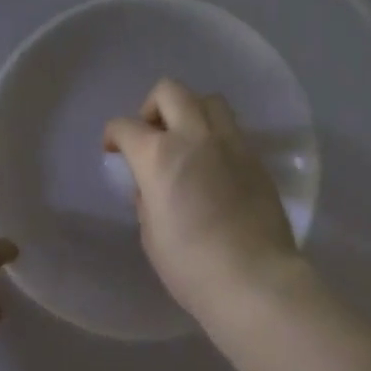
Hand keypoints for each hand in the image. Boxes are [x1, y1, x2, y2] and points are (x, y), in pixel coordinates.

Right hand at [105, 79, 305, 319]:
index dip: (114, 136)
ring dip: (190, 112)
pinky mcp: (256, 158)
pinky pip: (232, 129)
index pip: (126, 126)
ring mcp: (231, 143)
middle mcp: (195, 137)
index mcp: (159, 156)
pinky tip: (214, 165)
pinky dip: (216, 135)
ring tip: (187, 143)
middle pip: (170, 92)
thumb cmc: (191, 265)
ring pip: (208, 100)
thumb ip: (147, 199)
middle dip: (152, 108)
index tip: (114, 151)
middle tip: (151, 137)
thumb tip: (151, 186)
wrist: (254, 279)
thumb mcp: (151, 234)